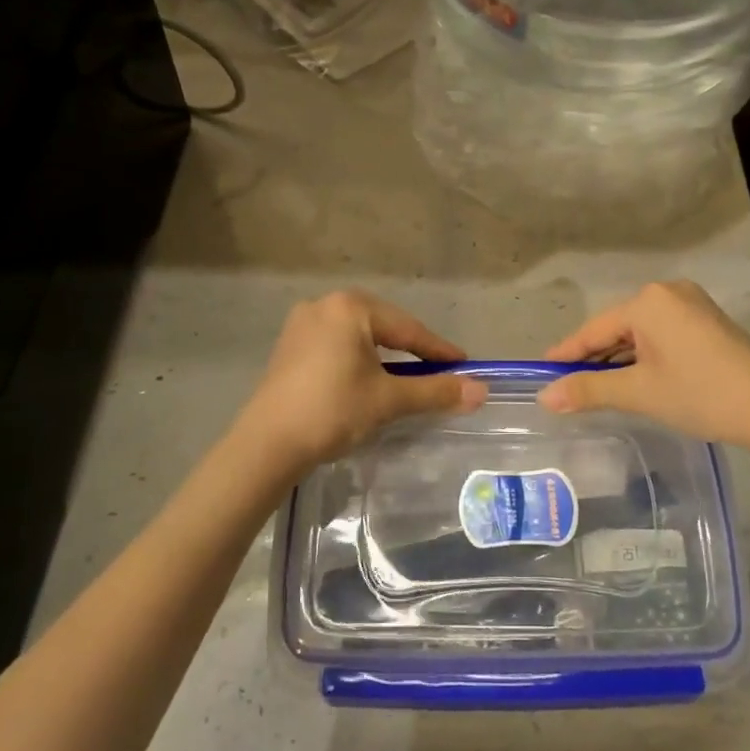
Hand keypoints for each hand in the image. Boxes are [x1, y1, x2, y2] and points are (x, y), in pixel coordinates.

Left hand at [232, 290, 487, 470]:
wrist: (267, 445)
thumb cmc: (333, 411)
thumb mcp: (389, 400)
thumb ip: (436, 391)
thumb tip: (482, 391)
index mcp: (350, 307)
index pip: (407, 328)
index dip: (438, 349)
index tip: (464, 364)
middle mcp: (324, 305)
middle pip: (383, 326)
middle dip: (412, 349)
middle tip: (439, 369)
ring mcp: (301, 325)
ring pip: (358, 336)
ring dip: (385, 355)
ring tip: (408, 375)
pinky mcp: (289, 347)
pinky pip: (336, 346)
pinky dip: (359, 360)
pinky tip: (368, 378)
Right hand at [537, 281, 749, 446]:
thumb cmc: (699, 394)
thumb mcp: (638, 392)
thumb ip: (588, 389)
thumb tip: (544, 397)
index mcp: (648, 301)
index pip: (594, 329)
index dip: (566, 353)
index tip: (541, 372)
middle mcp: (667, 292)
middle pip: (617, 327)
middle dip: (594, 357)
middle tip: (567, 385)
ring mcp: (691, 303)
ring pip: (640, 332)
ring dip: (619, 358)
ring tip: (596, 385)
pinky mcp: (707, 320)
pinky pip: (662, 333)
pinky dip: (644, 354)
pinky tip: (635, 376)